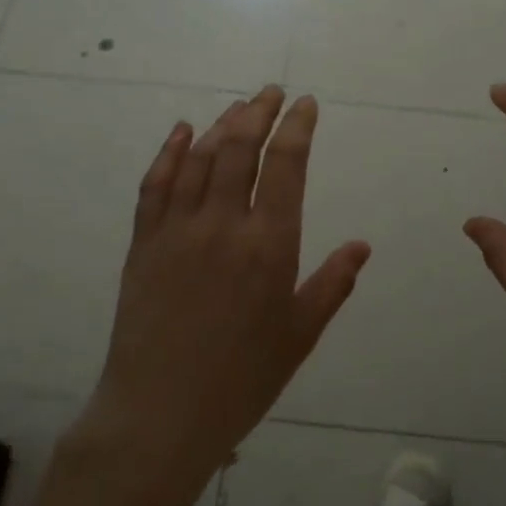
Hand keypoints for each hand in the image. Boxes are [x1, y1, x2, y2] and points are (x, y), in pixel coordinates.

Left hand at [79, 86, 371, 502]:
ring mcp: (177, 230)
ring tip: (239, 106)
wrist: (160, 413)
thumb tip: (362, 245)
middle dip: (259, 112)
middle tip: (273, 92)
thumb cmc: (242, 379)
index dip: (298, 127)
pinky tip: (181, 131)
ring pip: (200, 158)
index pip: (286, 166)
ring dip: (221, 124)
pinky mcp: (143, 243)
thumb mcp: (299, 335)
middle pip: (240, 148)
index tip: (306, 105)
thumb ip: (332, 284)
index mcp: (269, 245)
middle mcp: (222, 225)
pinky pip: (156, 184)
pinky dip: (170, 151)